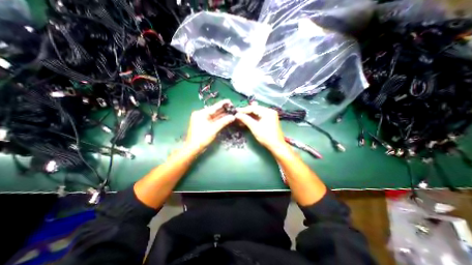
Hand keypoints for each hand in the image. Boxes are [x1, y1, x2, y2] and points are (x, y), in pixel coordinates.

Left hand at [185, 100, 235, 151]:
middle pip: (214, 111)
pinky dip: (219, 120)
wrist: (193, 148)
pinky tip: (226, 118)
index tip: (230, 101)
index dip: (223, 104)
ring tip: (231, 112)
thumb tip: (233, 117)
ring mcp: (202, 120)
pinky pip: (213, 120)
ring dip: (222, 115)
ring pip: (214, 116)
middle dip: (223, 110)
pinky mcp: (204, 124)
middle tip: (233, 107)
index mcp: (201, 113)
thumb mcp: (214, 129)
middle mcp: (201, 115)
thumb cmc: (202, 138)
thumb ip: (223, 122)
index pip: (214, 107)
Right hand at [234, 104, 285, 150]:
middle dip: (246, 113)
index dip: (244, 110)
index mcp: (268, 112)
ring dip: (249, 116)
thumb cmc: (266, 137)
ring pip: (257, 113)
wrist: (276, 146)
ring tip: (240, 118)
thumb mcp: (255, 128)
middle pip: (255, 110)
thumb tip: (237, 115)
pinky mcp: (269, 120)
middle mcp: (270, 111)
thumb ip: (246, 120)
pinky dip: (253, 119)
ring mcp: (270, 115)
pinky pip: (259, 117)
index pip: (253, 108)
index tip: (236, 112)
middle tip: (237, 115)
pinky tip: (246, 121)